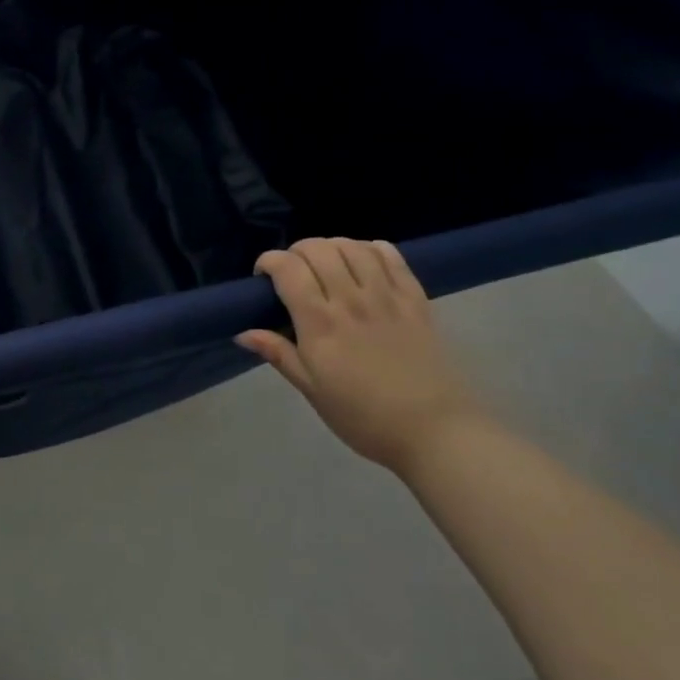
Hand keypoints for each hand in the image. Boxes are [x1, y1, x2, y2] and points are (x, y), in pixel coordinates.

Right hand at [236, 238, 486, 473]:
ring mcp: (387, 297)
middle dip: (296, 251)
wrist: (436, 432)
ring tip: (325, 264)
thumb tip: (243, 333)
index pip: (288, 269)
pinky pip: (392, 257)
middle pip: (318, 249)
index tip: (263, 278)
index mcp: (320, 324)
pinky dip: (371, 249)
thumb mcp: (311, 390)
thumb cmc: (364, 417)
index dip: (269, 262)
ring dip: (331, 246)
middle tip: (292, 272)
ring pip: (353, 247)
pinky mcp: (416, 300)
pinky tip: (363, 260)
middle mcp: (351, 301)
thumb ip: (279, 354)